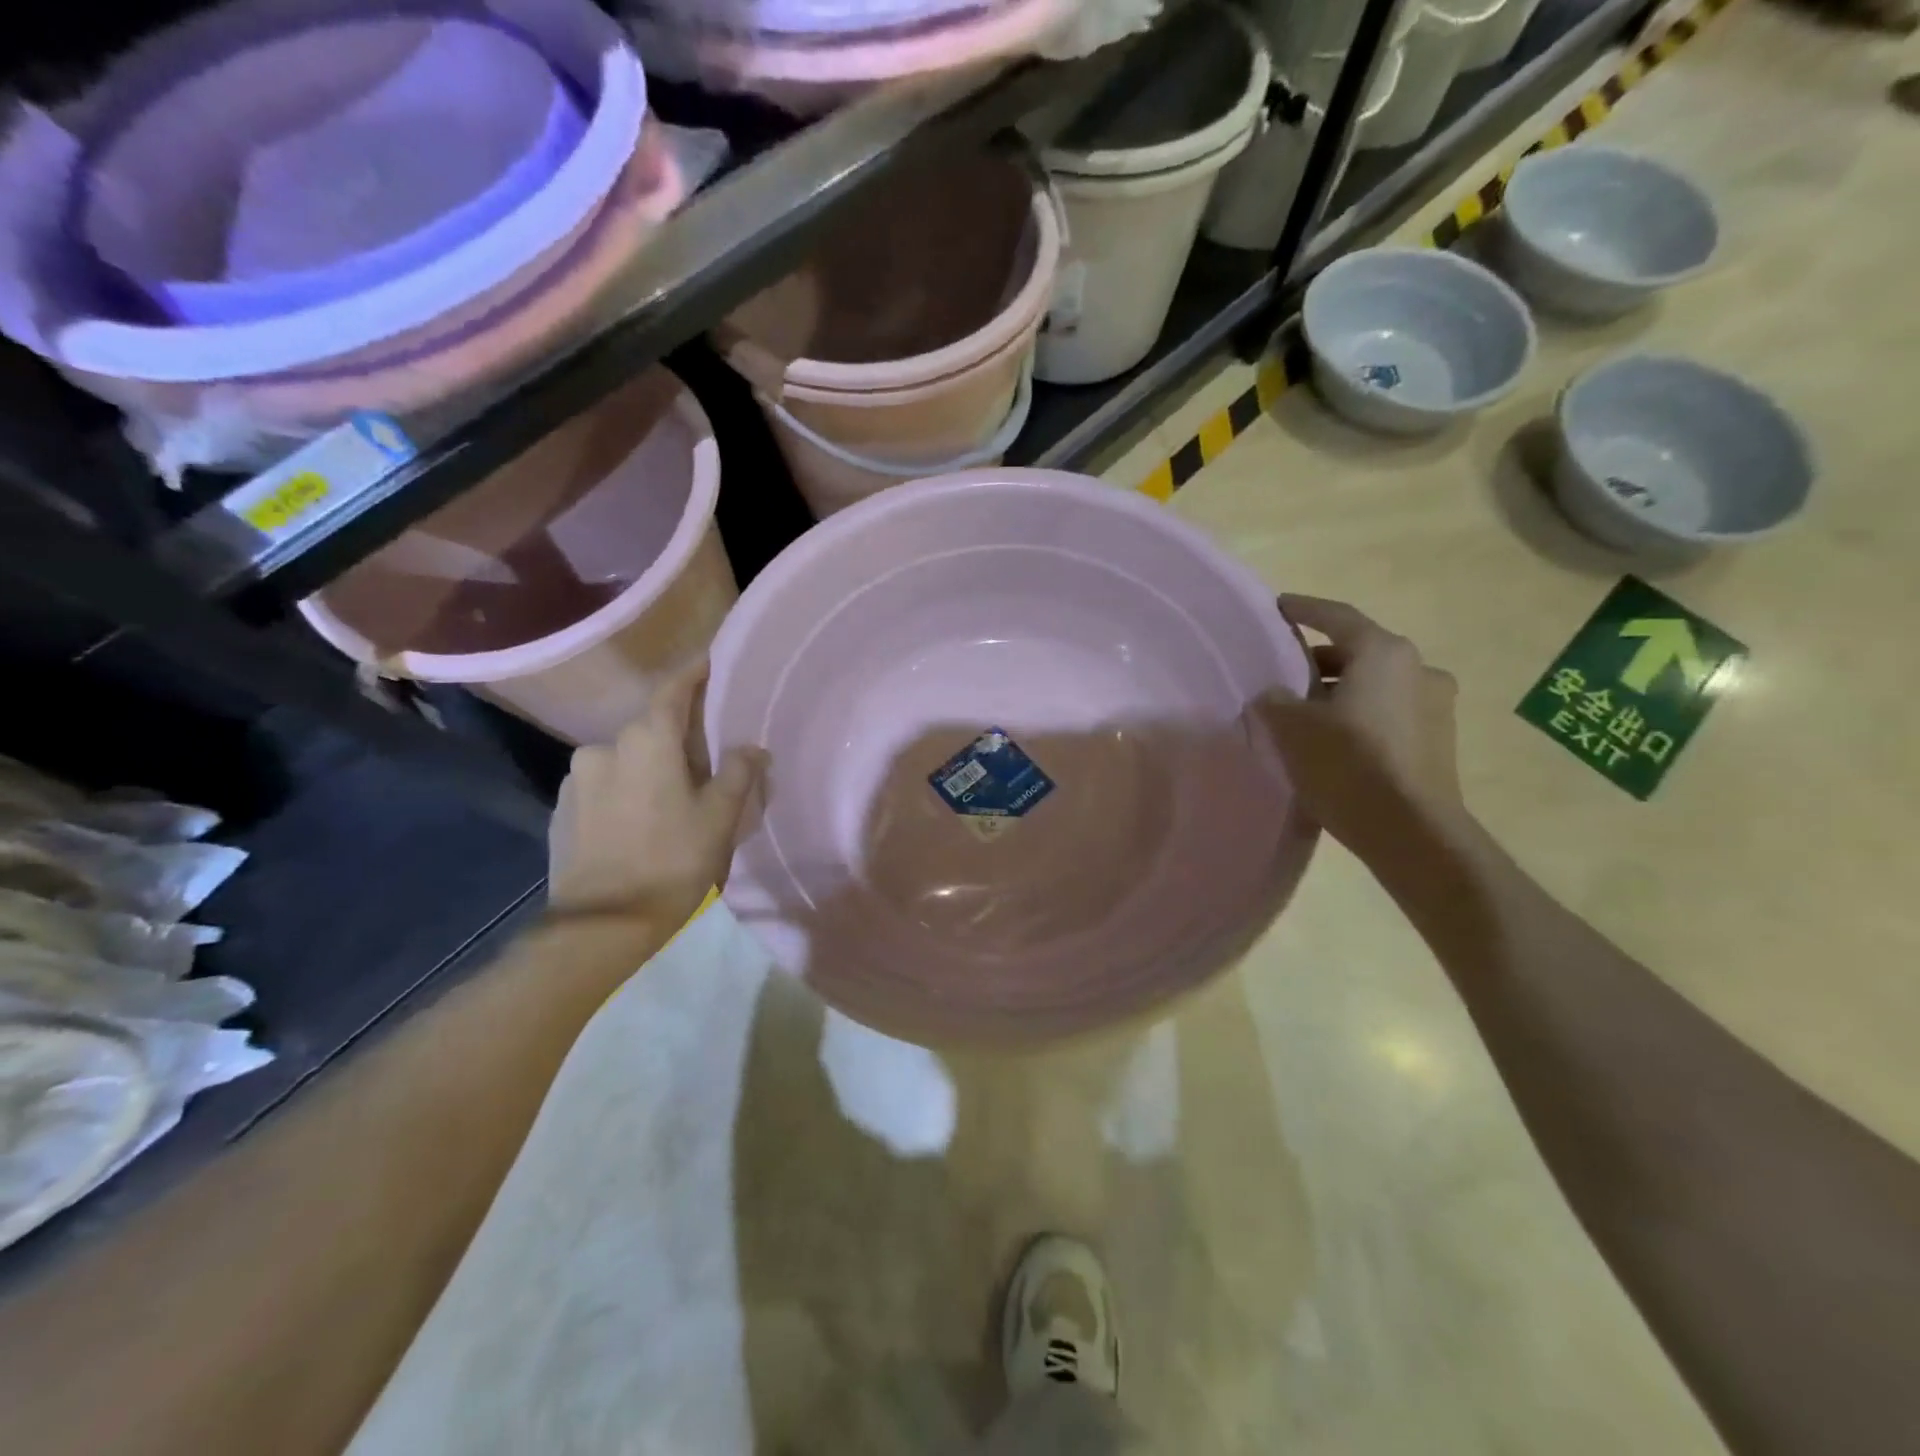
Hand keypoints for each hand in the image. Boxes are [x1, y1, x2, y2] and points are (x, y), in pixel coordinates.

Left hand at [547, 658, 764, 929]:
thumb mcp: (719, 818)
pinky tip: (640, 821)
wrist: (602, 926)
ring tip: (671, 798)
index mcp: (646, 741)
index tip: (710, 662)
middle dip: (676, 737)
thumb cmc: (672, 862)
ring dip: (648, 767)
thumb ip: (737, 773)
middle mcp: (604, 747)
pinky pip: (603, 786)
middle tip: (705, 760)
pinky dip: (625, 791)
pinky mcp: (562, 810)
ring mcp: (576, 779)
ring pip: (624, 759)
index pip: (672, 691)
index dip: (693, 674)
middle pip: (649, 729)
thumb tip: (750, 747)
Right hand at [1262, 594, 1466, 860]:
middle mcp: (1418, 668)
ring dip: (1340, 692)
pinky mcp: (1438, 740)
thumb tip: (1274, 694)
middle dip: (1318, 661)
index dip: (1303, 610)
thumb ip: (1274, 700)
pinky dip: (1359, 715)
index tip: (1279, 607)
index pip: (1335, 617)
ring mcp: (1435, 705)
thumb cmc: (1348, 765)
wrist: (1412, 832)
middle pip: (1357, 652)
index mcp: (1384, 653)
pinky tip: (1334, 741)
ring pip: (1374, 685)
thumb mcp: (1292, 728)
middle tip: (1284, 674)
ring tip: (1304, 713)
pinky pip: (1388, 713)